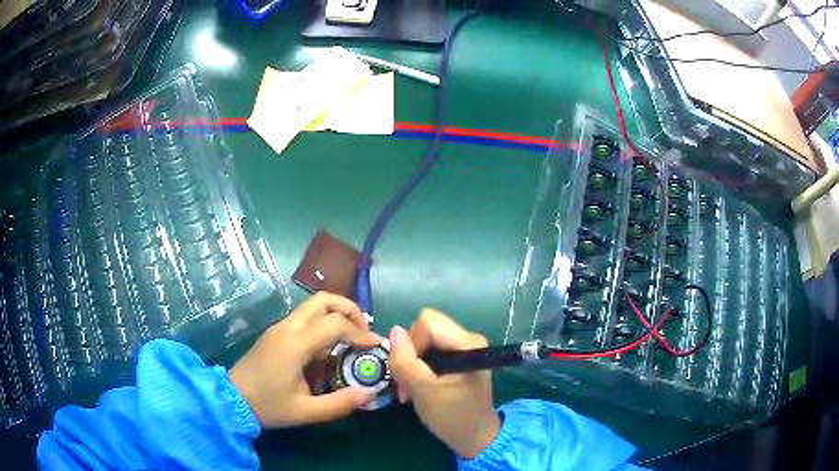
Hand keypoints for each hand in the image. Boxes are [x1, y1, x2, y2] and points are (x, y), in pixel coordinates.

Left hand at [229, 292, 380, 427]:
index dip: (360, 332)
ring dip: (336, 316)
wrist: (231, 399)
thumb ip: (340, 404)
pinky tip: (327, 351)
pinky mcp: (275, 333)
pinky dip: (322, 324)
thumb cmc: (268, 406)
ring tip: (349, 340)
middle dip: (349, 310)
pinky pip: (304, 318)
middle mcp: (287, 328)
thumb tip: (369, 394)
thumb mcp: (306, 412)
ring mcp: (279, 328)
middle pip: (323, 300)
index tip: (375, 345)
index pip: (335, 323)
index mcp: (295, 344)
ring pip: (313, 306)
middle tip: (362, 333)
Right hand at [389, 309, 500, 457]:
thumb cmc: (453, 417)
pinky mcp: (458, 359)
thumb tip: (394, 330)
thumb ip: (406, 362)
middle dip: (410, 354)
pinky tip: (418, 388)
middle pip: (425, 329)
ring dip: (411, 364)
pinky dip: (419, 368)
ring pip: (424, 341)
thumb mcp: (424, 392)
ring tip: (410, 390)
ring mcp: (463, 348)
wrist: (475, 438)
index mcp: (467, 343)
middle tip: (406, 384)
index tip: (411, 372)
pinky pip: (430, 352)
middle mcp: (468, 339)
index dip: (412, 343)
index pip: (427, 322)